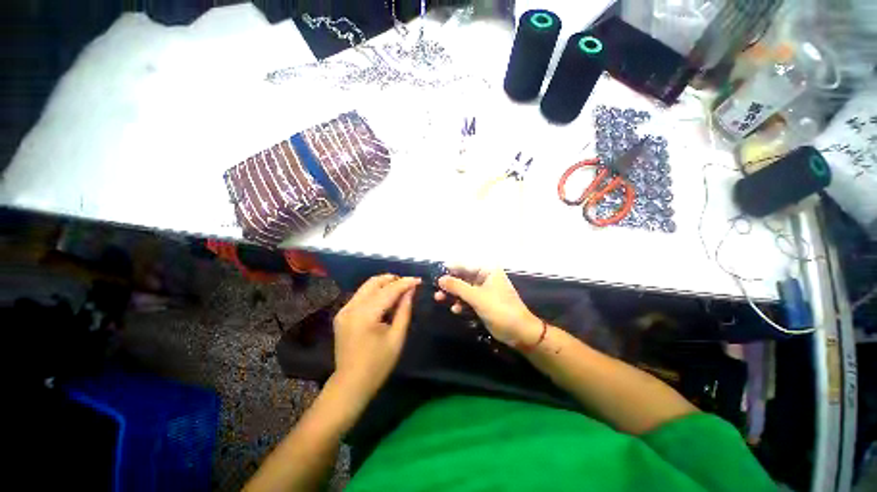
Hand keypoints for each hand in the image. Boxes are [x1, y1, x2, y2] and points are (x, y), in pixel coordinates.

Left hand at [332, 274, 419, 403]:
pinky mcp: (342, 314)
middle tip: (408, 283)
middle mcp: (352, 307)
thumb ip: (404, 310)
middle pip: (374, 282)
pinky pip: (361, 295)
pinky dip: (375, 292)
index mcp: (365, 315)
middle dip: (393, 279)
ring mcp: (344, 310)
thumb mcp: (397, 337)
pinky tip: (385, 299)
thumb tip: (410, 291)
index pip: (388, 291)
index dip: (405, 283)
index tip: (418, 280)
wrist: (351, 383)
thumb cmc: (378, 364)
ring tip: (400, 289)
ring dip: (384, 284)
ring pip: (366, 286)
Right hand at [435, 267, 541, 346]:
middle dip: (450, 284)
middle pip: (462, 277)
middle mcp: (485, 277)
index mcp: (487, 270)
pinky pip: (468, 299)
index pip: (464, 265)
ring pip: (463, 289)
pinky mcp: (483, 302)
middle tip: (436, 290)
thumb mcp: (477, 297)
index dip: (450, 270)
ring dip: (453, 294)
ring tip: (440, 299)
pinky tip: (456, 310)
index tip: (435, 276)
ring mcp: (484, 290)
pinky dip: (461, 303)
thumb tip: (440, 278)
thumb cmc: (500, 309)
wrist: (519, 332)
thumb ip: (458, 287)